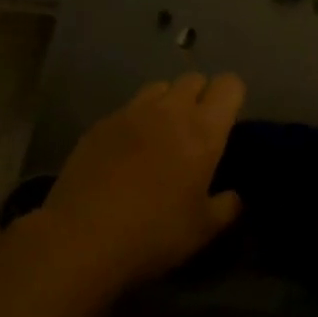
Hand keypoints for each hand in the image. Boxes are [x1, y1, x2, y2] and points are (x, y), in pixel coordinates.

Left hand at [36, 73, 245, 301]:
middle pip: (194, 79)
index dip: (231, 97)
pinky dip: (135, 121)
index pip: (229, 84)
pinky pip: (128, 108)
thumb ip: (226, 207)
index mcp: (204, 129)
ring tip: (160, 135)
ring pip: (160, 87)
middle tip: (194, 132)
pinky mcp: (103, 122)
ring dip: (167, 103)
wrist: (82, 237)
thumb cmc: (153, 233)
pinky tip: (125, 152)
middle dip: (199, 97)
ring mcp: (133, 111)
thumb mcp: (202, 231)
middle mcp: (171, 109)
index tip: (227, 122)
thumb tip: (235, 196)